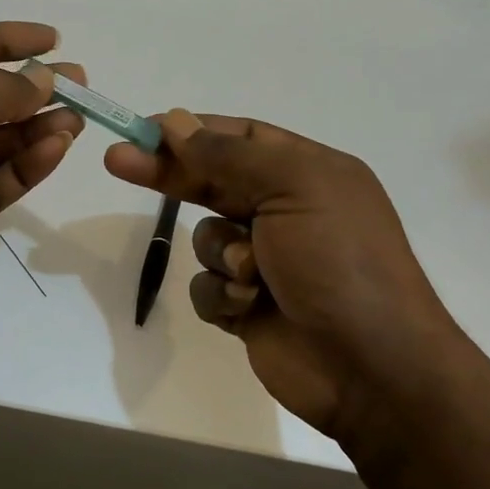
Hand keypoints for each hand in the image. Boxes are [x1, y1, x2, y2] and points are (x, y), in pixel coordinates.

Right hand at [104, 110, 467, 440]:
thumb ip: (229, 154)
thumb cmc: (339, 262)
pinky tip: (248, 307)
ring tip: (250, 273)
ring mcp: (266, 261)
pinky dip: (222, 295)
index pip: (238, 138)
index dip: (190, 131)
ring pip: (206, 239)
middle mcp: (287, 210)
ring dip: (220, 253)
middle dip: (169, 174)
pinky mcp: (248, 306)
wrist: (372, 367)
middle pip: (212, 181)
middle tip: (117, 161)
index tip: (142, 131)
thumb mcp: (293, 187)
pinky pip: (208, 287)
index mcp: (308, 172)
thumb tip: (176, 121)